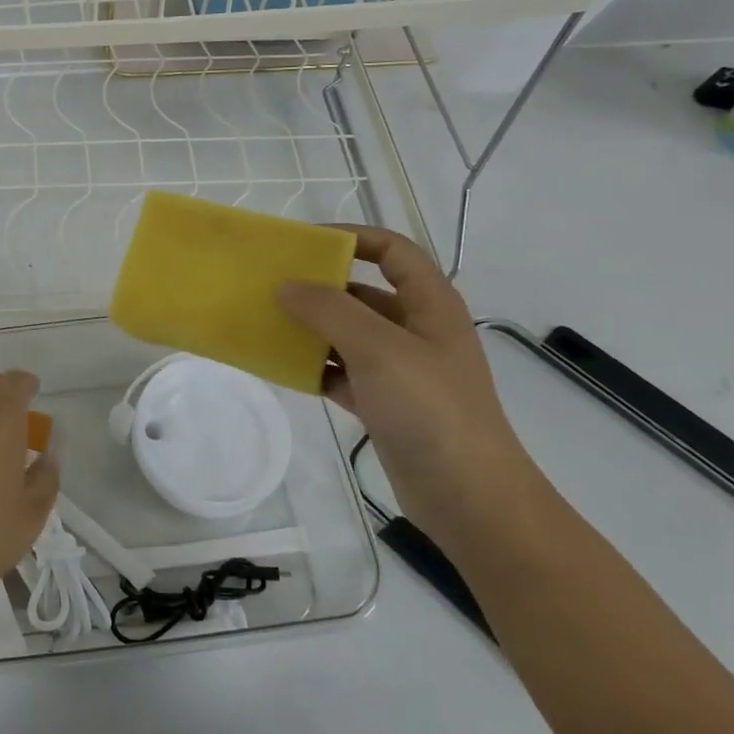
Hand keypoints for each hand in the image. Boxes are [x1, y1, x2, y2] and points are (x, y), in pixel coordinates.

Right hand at [278, 226, 540, 551]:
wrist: (467, 496)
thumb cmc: (430, 409)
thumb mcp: (379, 349)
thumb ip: (330, 310)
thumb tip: (286, 286)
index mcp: (429, 304)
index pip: (393, 250)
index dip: (352, 237)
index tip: (304, 243)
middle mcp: (415, 330)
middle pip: (363, 291)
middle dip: (319, 286)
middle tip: (271, 285)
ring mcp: (400, 368)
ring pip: (347, 333)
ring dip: (311, 328)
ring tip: (266, 323)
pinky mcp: (384, 402)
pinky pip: (341, 371)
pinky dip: (314, 367)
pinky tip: (282, 367)